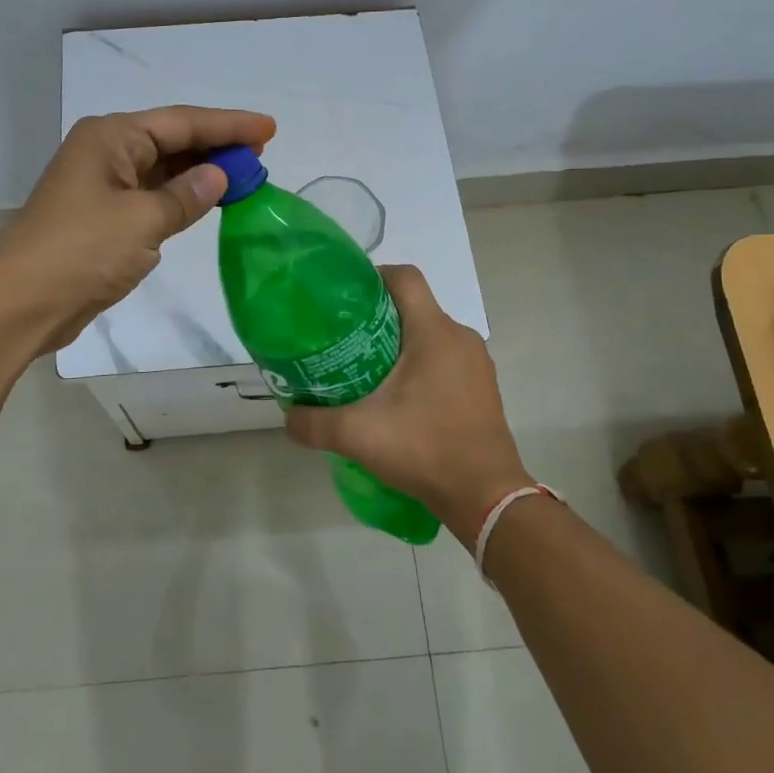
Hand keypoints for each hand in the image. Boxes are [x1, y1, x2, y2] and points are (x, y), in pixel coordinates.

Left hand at [0, 104, 275, 353]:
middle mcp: (107, 152)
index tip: (268, 129)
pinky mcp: (104, 218)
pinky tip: (209, 201)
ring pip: (164, 170)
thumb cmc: (82, 250)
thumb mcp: (143, 220)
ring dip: (201, 173)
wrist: (22, 303)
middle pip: (172, 140)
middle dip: (216, 146)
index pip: (181, 122)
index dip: (228, 125)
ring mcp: (104, 186)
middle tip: (262, 154)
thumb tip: (219, 175)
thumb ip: (186, 196)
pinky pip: (153, 197)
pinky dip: (182, 199)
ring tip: (245, 175)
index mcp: (111, 137)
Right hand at [284, 265, 532, 542]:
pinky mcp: (482, 388)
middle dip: (377, 316)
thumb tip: (287, 417)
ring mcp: (476, 363)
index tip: (343, 297)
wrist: (486, 497)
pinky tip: (398, 398)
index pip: (404, 278)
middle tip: (343, 338)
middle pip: (414, 306)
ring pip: (430, 334)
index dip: (372, 276)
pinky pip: (445, 359)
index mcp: (434, 332)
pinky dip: (420, 365)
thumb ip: (314, 423)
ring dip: (398, 343)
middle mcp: (460, 337)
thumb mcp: (358, 435)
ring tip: (365, 368)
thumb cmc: (425, 449)